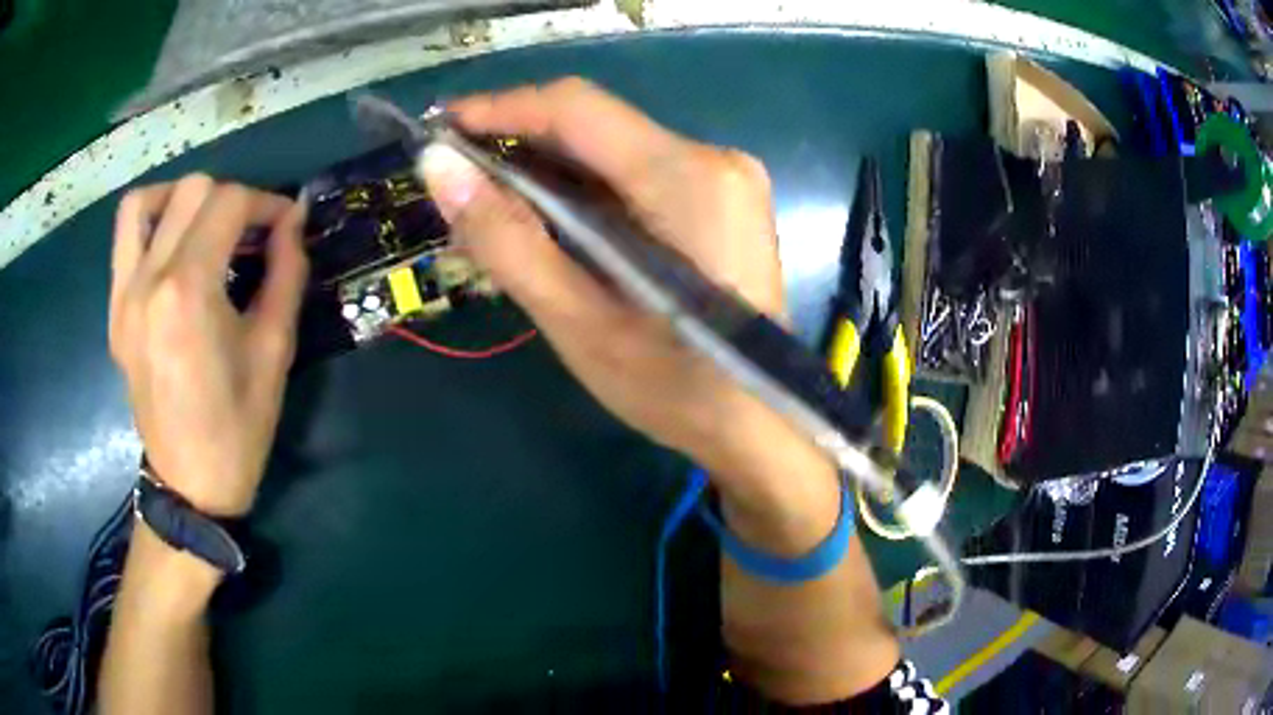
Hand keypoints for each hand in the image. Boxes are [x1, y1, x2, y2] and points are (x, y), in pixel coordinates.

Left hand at [109, 175, 307, 516]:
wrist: (188, 483)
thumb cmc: (237, 427)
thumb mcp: (274, 351)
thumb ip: (286, 274)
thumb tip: (293, 221)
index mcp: (188, 292)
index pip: (228, 204)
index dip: (266, 203)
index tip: (286, 224)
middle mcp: (148, 280)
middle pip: (191, 191)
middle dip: (231, 199)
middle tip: (249, 234)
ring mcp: (124, 294)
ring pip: (146, 201)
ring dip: (181, 198)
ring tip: (203, 225)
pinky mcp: (115, 309)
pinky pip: (124, 237)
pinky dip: (151, 221)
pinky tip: (172, 245)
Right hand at [420, 78, 834, 524]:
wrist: (760, 422)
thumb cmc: (673, 389)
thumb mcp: (578, 322)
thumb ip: (506, 238)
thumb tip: (439, 166)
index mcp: (688, 181)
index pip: (578, 109)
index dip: (502, 108)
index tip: (442, 129)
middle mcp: (714, 159)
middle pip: (596, 124)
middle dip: (520, 142)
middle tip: (459, 177)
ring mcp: (725, 176)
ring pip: (613, 146)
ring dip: (549, 168)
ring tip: (493, 202)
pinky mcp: (722, 196)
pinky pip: (637, 170)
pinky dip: (586, 187)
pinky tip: (552, 218)